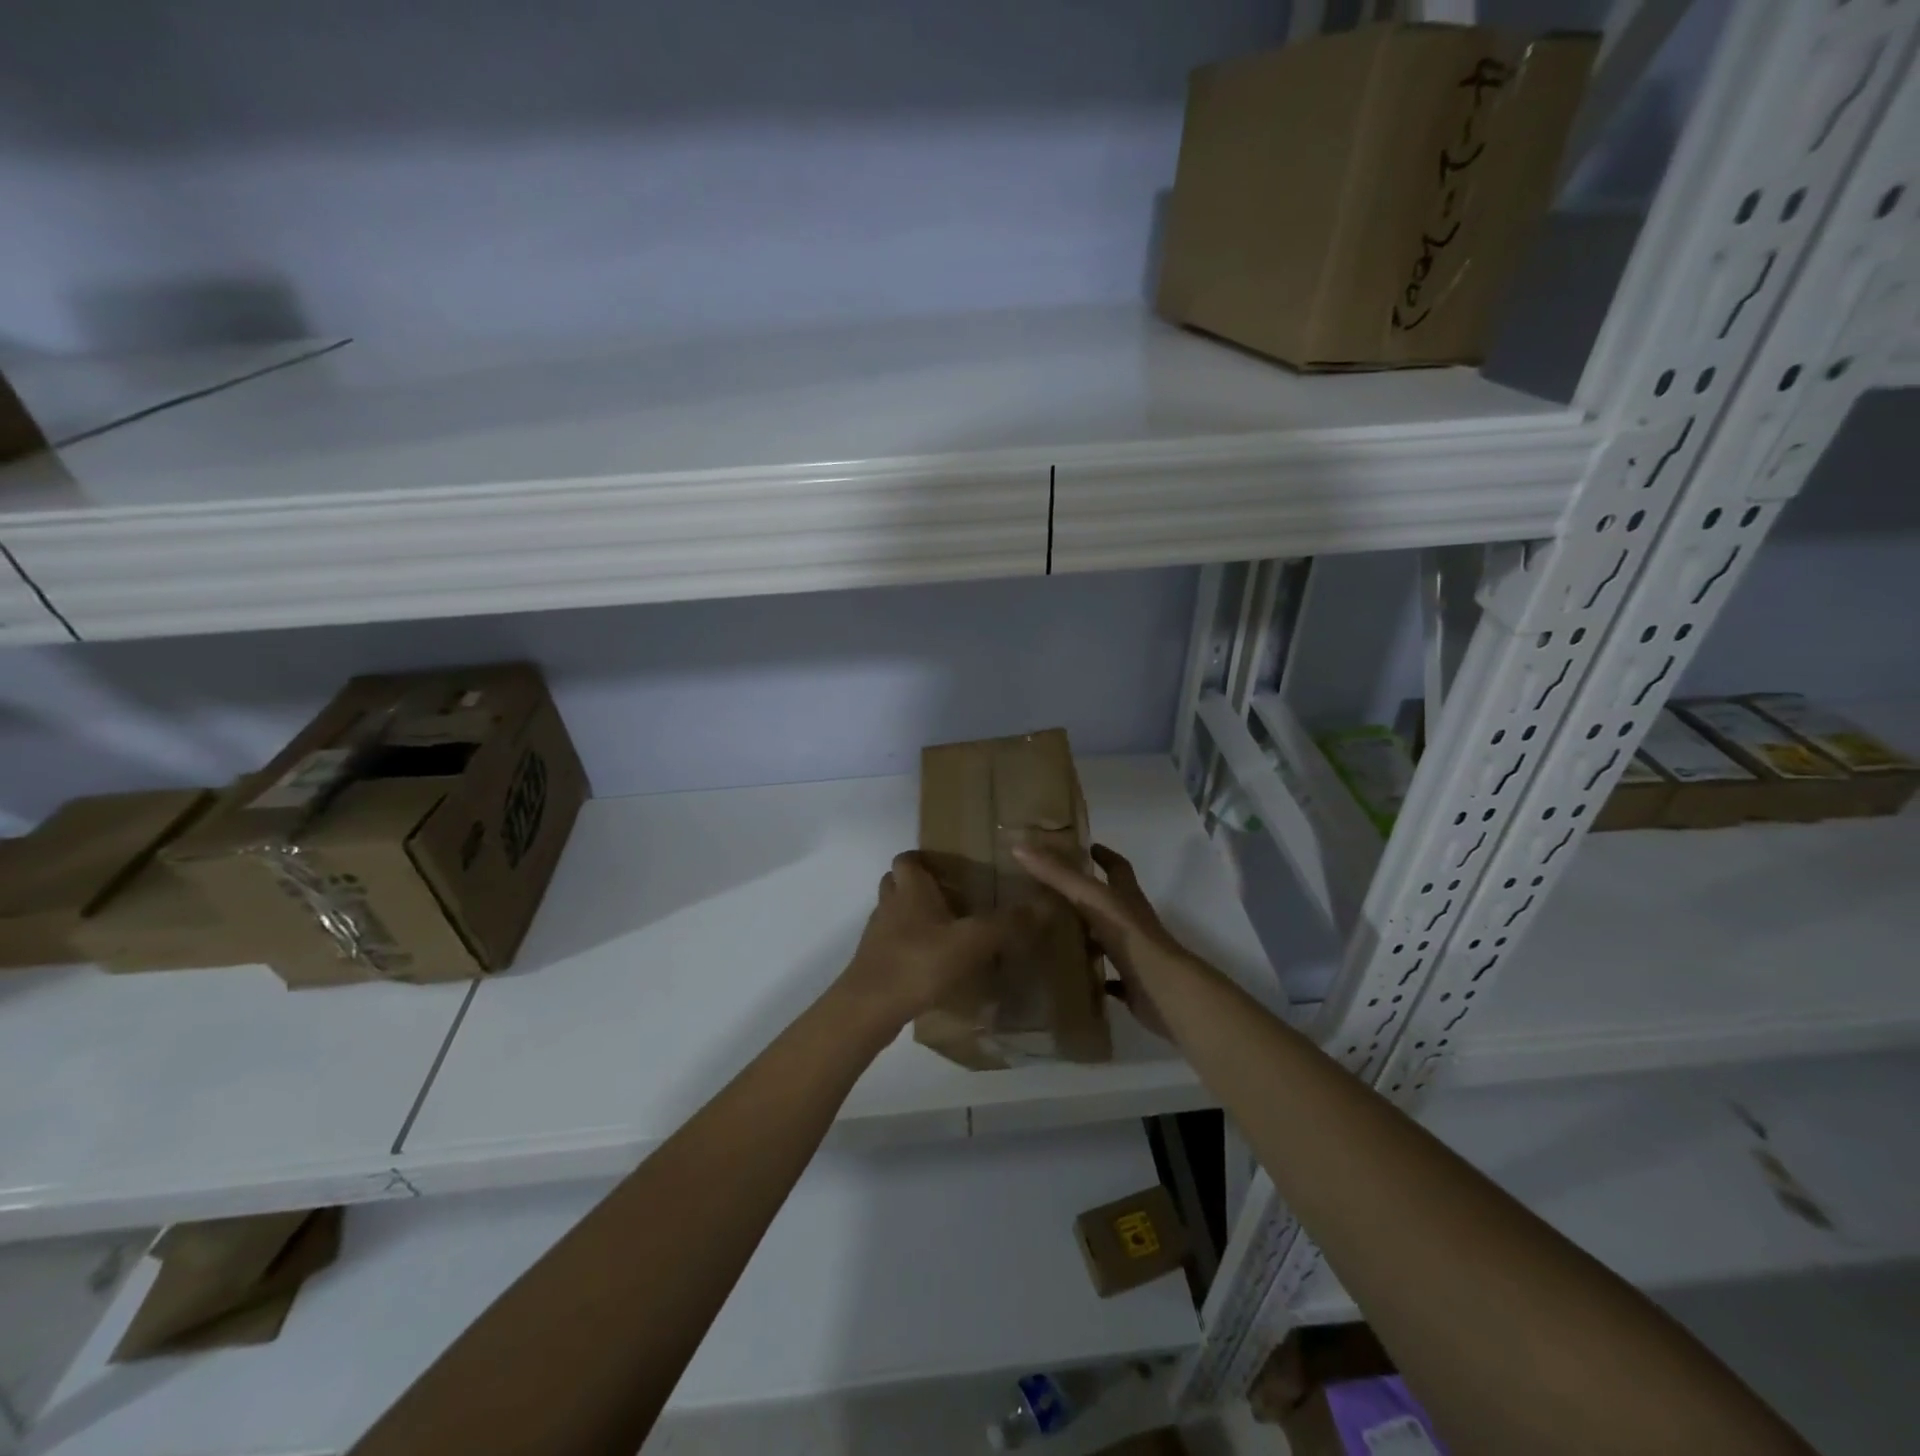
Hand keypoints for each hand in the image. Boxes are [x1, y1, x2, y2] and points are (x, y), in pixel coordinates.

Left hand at [836, 852, 1028, 1036]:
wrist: (869, 1009)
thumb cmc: (918, 963)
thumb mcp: (971, 942)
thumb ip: (1006, 924)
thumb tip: (1045, 903)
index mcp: (910, 889)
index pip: (907, 858)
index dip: (923, 858)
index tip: (948, 867)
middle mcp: (890, 905)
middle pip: (897, 883)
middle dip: (919, 887)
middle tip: (952, 898)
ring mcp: (878, 936)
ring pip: (894, 914)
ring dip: (913, 918)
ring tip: (946, 932)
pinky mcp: (875, 964)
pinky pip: (893, 945)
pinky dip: (910, 947)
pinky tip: (933, 965)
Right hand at [1012, 842, 1192, 1039]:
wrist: (1162, 990)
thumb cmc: (1129, 936)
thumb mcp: (1091, 898)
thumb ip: (1058, 875)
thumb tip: (1020, 846)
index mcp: (1127, 897)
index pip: (1117, 867)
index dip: (1103, 854)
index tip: (1085, 847)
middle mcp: (1132, 921)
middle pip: (1110, 902)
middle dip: (1086, 895)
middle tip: (1050, 891)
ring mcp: (1134, 953)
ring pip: (1107, 938)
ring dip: (1086, 934)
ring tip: (1051, 931)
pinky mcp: (1131, 983)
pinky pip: (1108, 977)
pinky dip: (1092, 974)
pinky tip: (1069, 975)